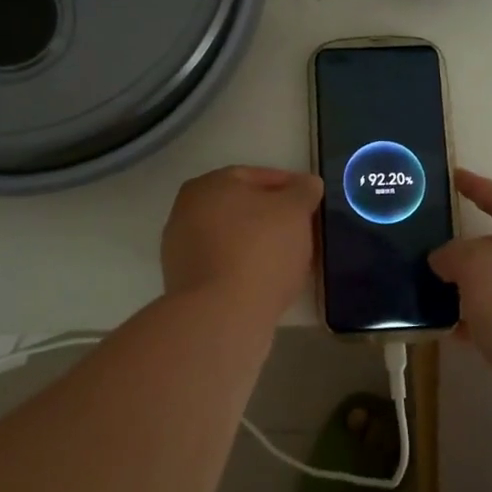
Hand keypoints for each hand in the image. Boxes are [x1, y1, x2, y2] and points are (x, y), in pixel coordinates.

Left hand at [161, 166, 322, 319]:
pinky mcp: (185, 285)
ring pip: (232, 238)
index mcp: (208, 185)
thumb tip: (307, 184)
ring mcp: (181, 250)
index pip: (254, 176)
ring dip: (259, 244)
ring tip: (290, 258)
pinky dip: (246, 268)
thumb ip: (303, 191)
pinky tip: (269, 280)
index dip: (287, 186)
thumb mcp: (295, 210)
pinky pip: (225, 266)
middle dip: (272, 216)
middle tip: (302, 229)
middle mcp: (186, 211)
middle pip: (240, 208)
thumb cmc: (259, 249)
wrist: (221, 315)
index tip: (310, 200)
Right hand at [429, 170, 491, 386]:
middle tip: (431, 251)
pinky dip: (478, 322)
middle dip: (467, 248)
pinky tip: (455, 334)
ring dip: (469, 289)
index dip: (478, 187)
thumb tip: (444, 259)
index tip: (454, 177)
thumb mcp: (479, 268)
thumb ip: (455, 254)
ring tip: (434, 295)